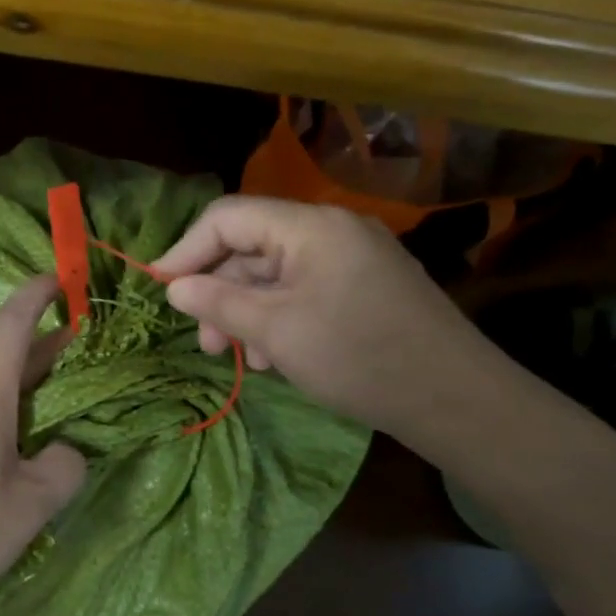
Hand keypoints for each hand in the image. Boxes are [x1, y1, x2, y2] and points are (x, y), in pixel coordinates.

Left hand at [0, 274, 87, 615]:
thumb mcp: (29, 506)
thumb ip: (62, 469)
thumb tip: (63, 452)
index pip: (9, 325)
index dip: (34, 296)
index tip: (56, 277)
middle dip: (38, 350)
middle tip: (74, 348)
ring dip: (15, 388)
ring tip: (48, 408)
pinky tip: (4, 452)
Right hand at [153, 195, 485, 435]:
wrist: (455, 399)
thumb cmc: (357, 356)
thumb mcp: (276, 330)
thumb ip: (219, 302)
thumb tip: (173, 287)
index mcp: (310, 226)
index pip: (228, 217)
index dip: (187, 249)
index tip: (161, 288)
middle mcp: (331, 230)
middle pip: (252, 246)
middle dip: (219, 291)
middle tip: (204, 341)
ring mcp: (352, 258)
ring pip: (277, 273)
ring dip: (247, 311)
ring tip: (238, 357)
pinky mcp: (365, 286)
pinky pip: (305, 289)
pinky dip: (279, 317)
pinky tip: (274, 357)